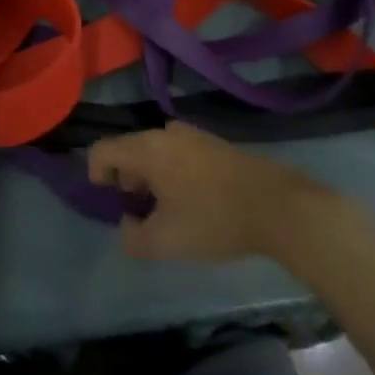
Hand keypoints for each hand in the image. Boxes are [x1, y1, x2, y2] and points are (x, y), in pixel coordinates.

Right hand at [88, 123, 371, 272]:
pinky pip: (177, 152)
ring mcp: (192, 134)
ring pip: (155, 150)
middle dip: (126, 178)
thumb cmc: (214, 220)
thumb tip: (126, 227)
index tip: (111, 202)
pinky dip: (172, 172)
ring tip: (167, 209)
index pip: (102, 150)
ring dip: (151, 176)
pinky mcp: (214, 142)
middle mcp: (164, 132)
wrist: (278, 206)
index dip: (96, 175)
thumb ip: (133, 238)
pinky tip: (193, 201)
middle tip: (139, 210)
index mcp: (146, 148)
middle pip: (128, 148)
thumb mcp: (166, 242)